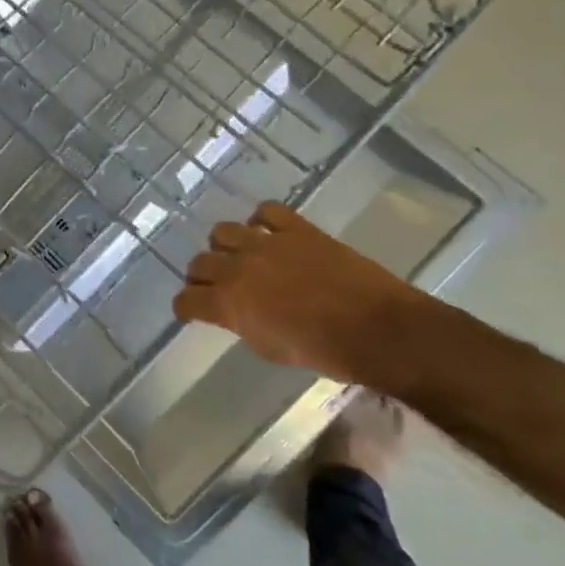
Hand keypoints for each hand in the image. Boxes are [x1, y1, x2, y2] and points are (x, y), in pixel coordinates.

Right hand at [174, 202, 433, 384]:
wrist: (378, 330)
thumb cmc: (324, 352)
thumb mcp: (270, 349)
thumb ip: (242, 324)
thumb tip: (236, 312)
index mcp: (228, 304)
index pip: (186, 300)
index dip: (186, 307)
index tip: (192, 311)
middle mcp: (237, 268)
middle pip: (199, 263)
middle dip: (202, 277)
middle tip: (216, 286)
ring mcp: (266, 243)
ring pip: (223, 231)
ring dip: (225, 246)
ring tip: (240, 257)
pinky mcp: (296, 229)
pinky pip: (267, 212)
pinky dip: (261, 221)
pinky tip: (268, 234)